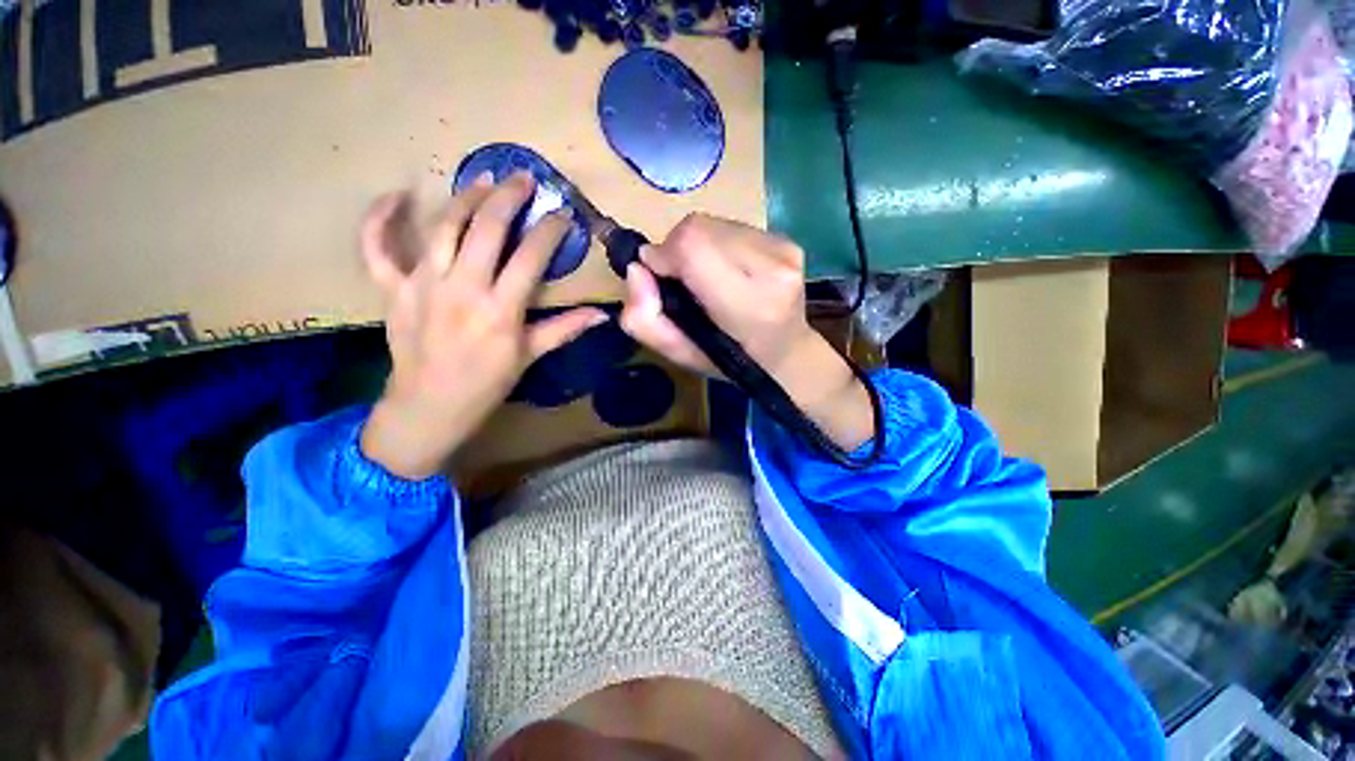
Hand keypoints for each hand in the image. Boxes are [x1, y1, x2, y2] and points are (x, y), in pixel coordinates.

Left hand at [359, 174, 606, 479]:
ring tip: (484, 179)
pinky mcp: (392, 289)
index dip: (549, 231)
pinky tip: (397, 195)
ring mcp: (422, 284)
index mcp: (500, 309)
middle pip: (486, 228)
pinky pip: (376, 247)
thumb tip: (602, 315)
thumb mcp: (530, 356)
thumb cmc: (487, 383)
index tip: (563, 215)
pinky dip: (380, 218)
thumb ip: (564, 329)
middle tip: (524, 178)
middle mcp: (462, 288)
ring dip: (465, 197)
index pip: (530, 257)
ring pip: (443, 226)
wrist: (429, 406)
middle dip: (509, 197)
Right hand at [620, 214, 873, 450]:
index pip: (694, 247)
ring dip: (698, 246)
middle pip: (700, 228)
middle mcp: (773, 270)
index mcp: (748, 305)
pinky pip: (733, 226)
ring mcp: (785, 250)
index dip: (665, 253)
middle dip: (678, 249)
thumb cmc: (729, 362)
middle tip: (683, 280)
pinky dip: (718, 244)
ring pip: (715, 223)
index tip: (659, 274)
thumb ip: (645, 320)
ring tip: (707, 278)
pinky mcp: (789, 240)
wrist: (787, 353)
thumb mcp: (679, 355)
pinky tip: (728, 270)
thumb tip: (637, 268)